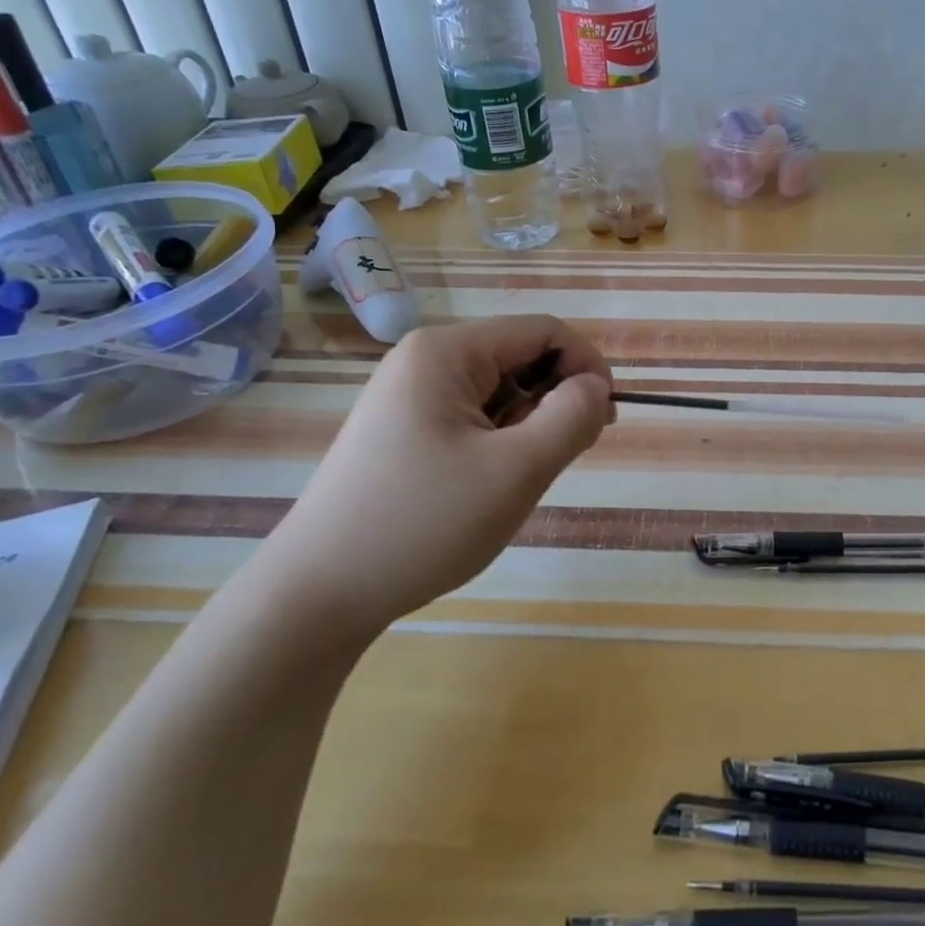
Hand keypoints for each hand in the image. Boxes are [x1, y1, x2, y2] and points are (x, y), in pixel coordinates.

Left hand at [257, 315, 613, 641]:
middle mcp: (424, 360)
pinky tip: (491, 484)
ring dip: (529, 425)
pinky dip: (500, 442)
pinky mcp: (403, 430)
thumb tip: (595, 387)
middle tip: (567, 456)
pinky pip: (473, 417)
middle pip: (520, 357)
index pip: (543, 331)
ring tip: (521, 478)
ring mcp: (409, 396)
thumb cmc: (423, 524)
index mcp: (446, 352)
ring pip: (499, 391)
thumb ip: (571, 417)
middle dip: (557, 399)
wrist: (318, 594)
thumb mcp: (516, 470)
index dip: (587, 365)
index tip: (606, 418)